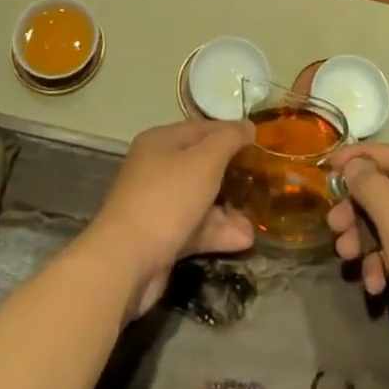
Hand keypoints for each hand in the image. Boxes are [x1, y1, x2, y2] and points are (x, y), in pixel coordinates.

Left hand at [83, 118, 255, 317]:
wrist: (126, 261)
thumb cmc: (167, 199)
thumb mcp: (205, 161)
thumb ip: (229, 140)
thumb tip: (248, 126)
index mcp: (161, 141)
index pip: (203, 128)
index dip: (232, 133)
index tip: (262, 144)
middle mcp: (157, 168)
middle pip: (202, 164)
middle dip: (233, 175)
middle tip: (262, 183)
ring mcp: (157, 204)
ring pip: (200, 199)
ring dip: (229, 210)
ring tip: (255, 222)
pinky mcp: (160, 236)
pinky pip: (194, 227)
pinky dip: (217, 232)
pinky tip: (243, 240)